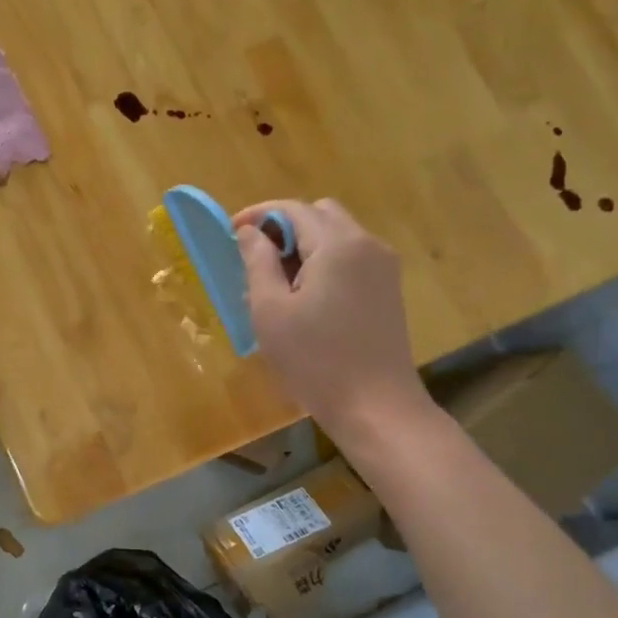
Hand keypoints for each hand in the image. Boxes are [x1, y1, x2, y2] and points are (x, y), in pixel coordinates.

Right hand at [235, 198, 433, 440]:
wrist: (376, 407)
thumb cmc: (315, 361)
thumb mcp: (270, 311)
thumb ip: (257, 262)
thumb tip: (248, 231)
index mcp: (338, 245)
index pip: (293, 209)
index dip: (258, 215)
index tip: (230, 232)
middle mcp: (367, 244)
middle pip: (319, 215)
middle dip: (284, 228)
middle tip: (255, 260)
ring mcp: (383, 267)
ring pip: (336, 236)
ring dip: (303, 247)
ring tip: (275, 285)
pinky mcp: (387, 289)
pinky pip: (350, 259)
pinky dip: (323, 264)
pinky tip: (303, 299)